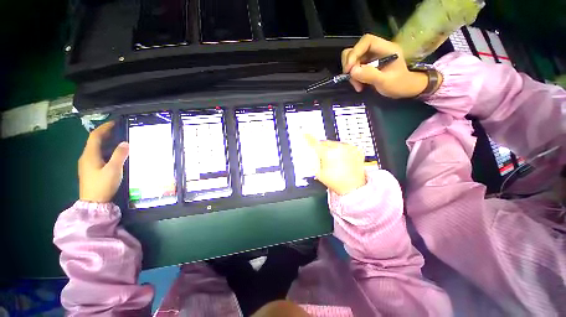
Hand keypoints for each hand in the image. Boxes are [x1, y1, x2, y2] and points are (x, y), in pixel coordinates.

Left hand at [79, 121, 128, 202]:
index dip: (104, 127)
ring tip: (119, 140)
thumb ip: (120, 155)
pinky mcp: (90, 170)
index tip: (115, 122)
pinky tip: (114, 154)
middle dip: (106, 133)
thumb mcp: (114, 169)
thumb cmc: (102, 185)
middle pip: (94, 141)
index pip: (95, 136)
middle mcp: (86, 157)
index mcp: (89, 155)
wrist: (93, 202)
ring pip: (96, 148)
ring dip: (106, 142)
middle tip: (119, 130)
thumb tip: (125, 142)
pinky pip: (97, 155)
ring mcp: (87, 164)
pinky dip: (106, 150)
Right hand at [306, 135, 365, 195]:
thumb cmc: (337, 182)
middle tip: (323, 158)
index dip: (308, 138)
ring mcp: (348, 148)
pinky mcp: (355, 149)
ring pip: (335, 144)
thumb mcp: (319, 173)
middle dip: (322, 148)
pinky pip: (344, 146)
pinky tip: (342, 159)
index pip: (315, 143)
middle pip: (325, 142)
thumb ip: (312, 162)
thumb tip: (306, 155)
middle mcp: (338, 147)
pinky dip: (342, 150)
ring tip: (334, 161)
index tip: (305, 134)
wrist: (354, 187)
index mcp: (328, 153)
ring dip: (332, 149)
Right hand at [341, 34, 428, 98]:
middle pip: (356, 50)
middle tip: (352, 79)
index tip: (349, 69)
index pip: (366, 41)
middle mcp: (376, 50)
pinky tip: (359, 86)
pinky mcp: (367, 66)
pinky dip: (354, 78)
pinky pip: (354, 69)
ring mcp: (371, 58)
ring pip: (353, 60)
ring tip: (358, 86)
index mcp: (385, 48)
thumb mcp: (385, 81)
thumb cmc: (399, 84)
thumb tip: (352, 71)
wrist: (405, 89)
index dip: (355, 52)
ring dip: (351, 74)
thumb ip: (370, 75)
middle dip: (351, 65)